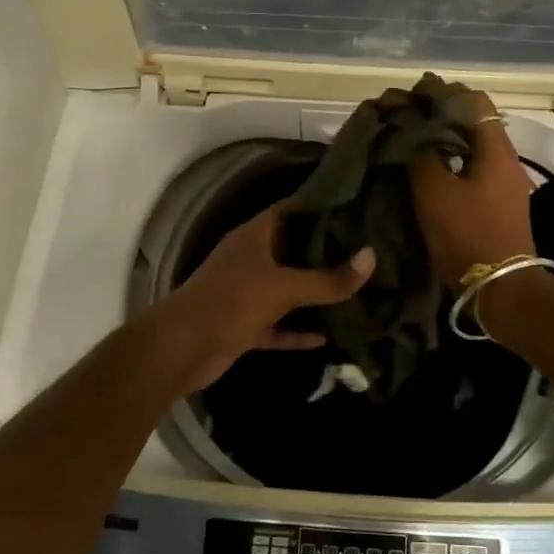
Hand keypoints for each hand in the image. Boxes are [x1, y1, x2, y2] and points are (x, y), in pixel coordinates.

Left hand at [155, 204, 374, 393]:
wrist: (183, 348)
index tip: (353, 205)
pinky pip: (278, 325)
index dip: (319, 205)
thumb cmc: (232, 301)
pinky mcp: (244, 325)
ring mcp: (246, 293)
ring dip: (312, 293)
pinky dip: (297, 331)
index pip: (291, 210)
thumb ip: (329, 279)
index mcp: (254, 236)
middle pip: (291, 248)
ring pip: (286, 289)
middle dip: (324, 250)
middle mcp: (250, 259)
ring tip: (352, 287)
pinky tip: (327, 337)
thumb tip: (371, 258)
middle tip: (364, 247)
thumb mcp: (285, 287)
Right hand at [407, 88, 535, 286]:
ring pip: (472, 152)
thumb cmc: (467, 233)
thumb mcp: (434, 192)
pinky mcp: (499, 207)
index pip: (475, 102)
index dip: (445, 95)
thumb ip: (422, 156)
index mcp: (496, 150)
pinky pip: (473, 174)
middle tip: (406, 126)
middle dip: (441, 122)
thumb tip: (414, 137)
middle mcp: (506, 162)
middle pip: (474, 126)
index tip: (415, 100)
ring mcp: (505, 186)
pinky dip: (451, 168)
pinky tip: (427, 178)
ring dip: (444, 147)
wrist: (500, 289)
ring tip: (411, 150)